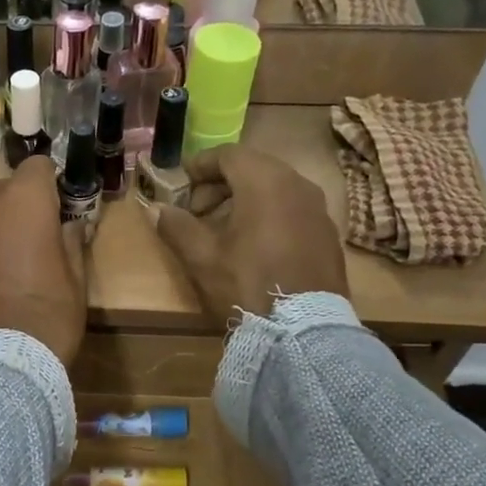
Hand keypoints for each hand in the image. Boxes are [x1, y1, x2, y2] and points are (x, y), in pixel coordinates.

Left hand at [0, 155, 88, 367]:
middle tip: (39, 236)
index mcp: (24, 200)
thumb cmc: (49, 313)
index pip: (38, 166)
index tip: (61, 205)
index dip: (51, 182)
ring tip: (12, 261)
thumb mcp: (76, 276)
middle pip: (7, 188)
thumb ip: (72, 240)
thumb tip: (73, 225)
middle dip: (23, 205)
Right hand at [151, 146, 347, 324]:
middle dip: (222, 184)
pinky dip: (270, 216)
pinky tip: (254, 246)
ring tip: (224, 229)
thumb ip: (177, 227)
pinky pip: (294, 211)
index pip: (229, 154)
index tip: (182, 181)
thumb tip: (156, 210)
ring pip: (276, 189)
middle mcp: (298, 185)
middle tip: (198, 211)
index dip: (201, 165)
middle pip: (255, 168)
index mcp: (265, 182)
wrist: (302, 331)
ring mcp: (319, 210)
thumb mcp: (202, 257)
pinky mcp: (329, 235)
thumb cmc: (246, 284)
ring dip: (246, 200)